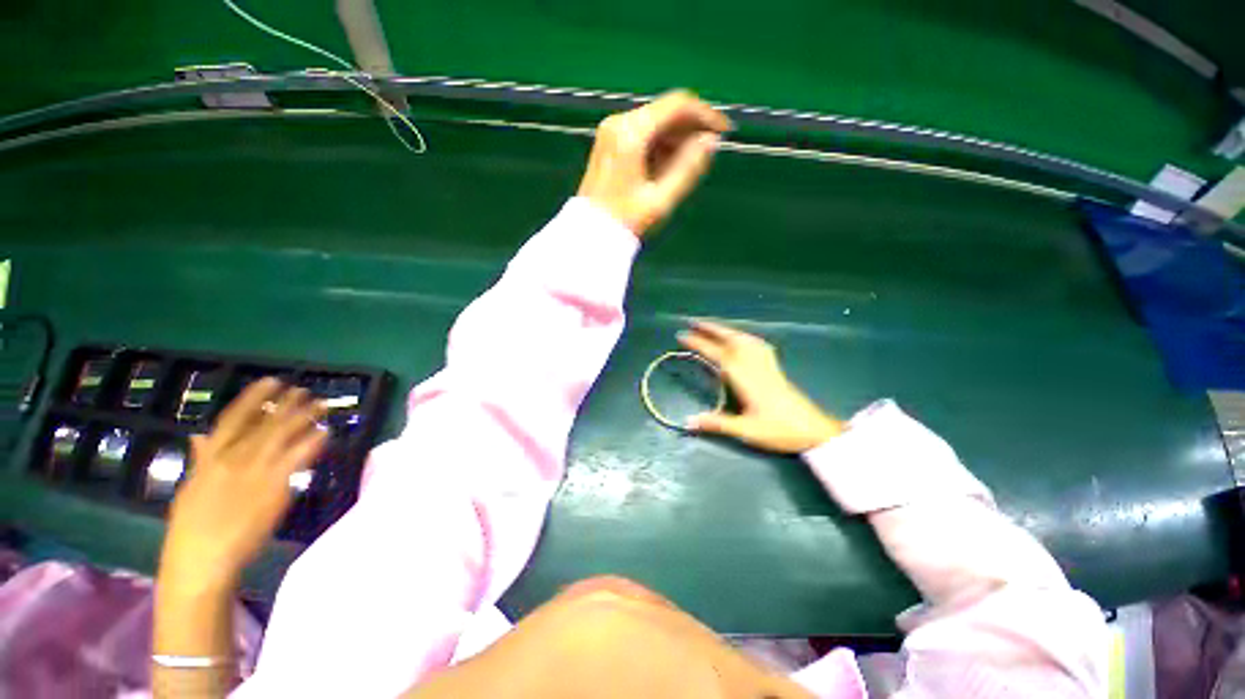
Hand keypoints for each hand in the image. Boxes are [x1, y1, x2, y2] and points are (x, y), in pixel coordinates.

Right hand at [157, 379, 327, 593]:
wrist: (202, 557)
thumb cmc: (192, 526)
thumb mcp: (191, 486)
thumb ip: (201, 459)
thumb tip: (199, 436)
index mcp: (211, 457)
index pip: (234, 417)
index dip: (254, 397)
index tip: (272, 380)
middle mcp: (234, 457)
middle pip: (267, 423)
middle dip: (288, 404)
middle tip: (306, 390)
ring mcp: (256, 470)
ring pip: (285, 435)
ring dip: (305, 417)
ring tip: (321, 405)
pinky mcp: (276, 486)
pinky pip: (299, 458)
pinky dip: (313, 442)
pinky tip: (326, 432)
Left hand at [577, 90, 732, 235]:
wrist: (590, 234)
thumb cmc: (626, 220)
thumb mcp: (661, 199)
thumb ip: (688, 168)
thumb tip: (711, 141)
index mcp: (632, 132)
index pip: (677, 105)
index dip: (705, 115)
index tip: (724, 132)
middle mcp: (620, 122)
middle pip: (666, 111)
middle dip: (691, 128)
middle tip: (710, 151)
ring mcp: (612, 130)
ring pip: (656, 122)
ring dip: (677, 138)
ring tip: (693, 163)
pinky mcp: (610, 142)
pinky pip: (644, 133)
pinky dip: (662, 144)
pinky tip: (671, 165)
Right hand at [678, 320, 841, 452]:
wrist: (815, 430)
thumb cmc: (779, 430)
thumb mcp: (746, 430)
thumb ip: (716, 423)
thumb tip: (687, 421)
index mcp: (744, 377)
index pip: (716, 354)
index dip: (698, 343)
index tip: (682, 335)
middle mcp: (754, 365)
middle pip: (731, 339)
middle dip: (710, 328)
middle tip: (693, 322)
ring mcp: (766, 364)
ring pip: (744, 339)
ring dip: (726, 329)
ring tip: (711, 326)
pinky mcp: (774, 367)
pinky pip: (756, 344)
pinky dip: (744, 336)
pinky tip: (741, 338)